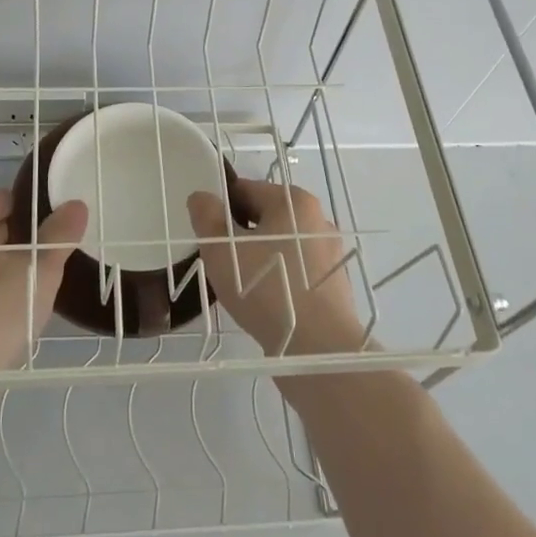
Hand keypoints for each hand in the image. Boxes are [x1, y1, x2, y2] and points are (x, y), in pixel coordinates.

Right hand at [187, 177, 363, 356]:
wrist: (317, 347)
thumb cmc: (266, 287)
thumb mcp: (221, 249)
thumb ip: (207, 217)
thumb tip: (201, 197)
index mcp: (295, 201)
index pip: (248, 190)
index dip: (221, 207)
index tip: (206, 232)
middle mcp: (318, 220)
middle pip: (267, 217)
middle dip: (240, 234)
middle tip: (219, 260)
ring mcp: (330, 254)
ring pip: (282, 246)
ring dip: (258, 258)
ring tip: (238, 284)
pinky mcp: (334, 285)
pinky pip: (296, 271)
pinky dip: (278, 279)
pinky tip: (262, 302)